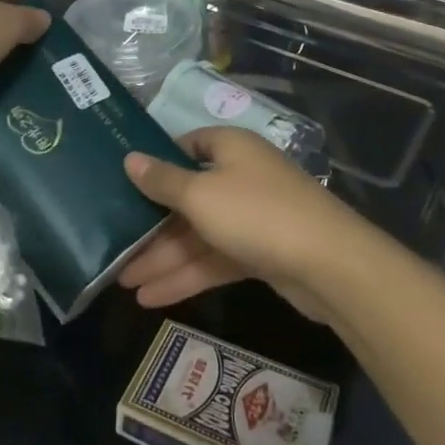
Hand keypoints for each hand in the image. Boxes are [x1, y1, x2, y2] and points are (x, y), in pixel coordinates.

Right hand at [118, 128, 367, 317]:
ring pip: (199, 233)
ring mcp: (252, 216)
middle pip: (187, 197)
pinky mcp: (261, 252)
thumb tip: (129, 158)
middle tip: (114, 247)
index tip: (123, 182)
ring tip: (124, 283)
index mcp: (229, 148)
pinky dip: (188, 275)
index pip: (185, 146)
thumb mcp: (200, 194)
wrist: (330, 265)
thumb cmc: (256, 213)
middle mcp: (240, 176)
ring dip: (164, 257)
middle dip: (151, 226)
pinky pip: (216, 258)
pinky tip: (153, 298)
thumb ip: (162, 181)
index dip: (156, 163)